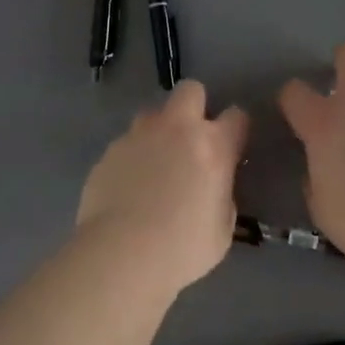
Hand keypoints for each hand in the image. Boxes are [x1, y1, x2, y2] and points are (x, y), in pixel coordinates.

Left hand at [76, 81, 250, 294]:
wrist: (122, 254)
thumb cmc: (183, 247)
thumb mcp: (223, 227)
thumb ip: (222, 194)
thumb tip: (212, 186)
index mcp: (213, 146)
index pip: (236, 115)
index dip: (236, 128)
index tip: (232, 145)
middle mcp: (176, 129)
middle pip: (190, 90)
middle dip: (195, 107)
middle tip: (192, 139)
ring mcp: (138, 136)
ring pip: (152, 114)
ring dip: (159, 131)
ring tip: (155, 164)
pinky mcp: (108, 152)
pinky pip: (126, 143)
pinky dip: (132, 157)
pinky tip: (129, 187)